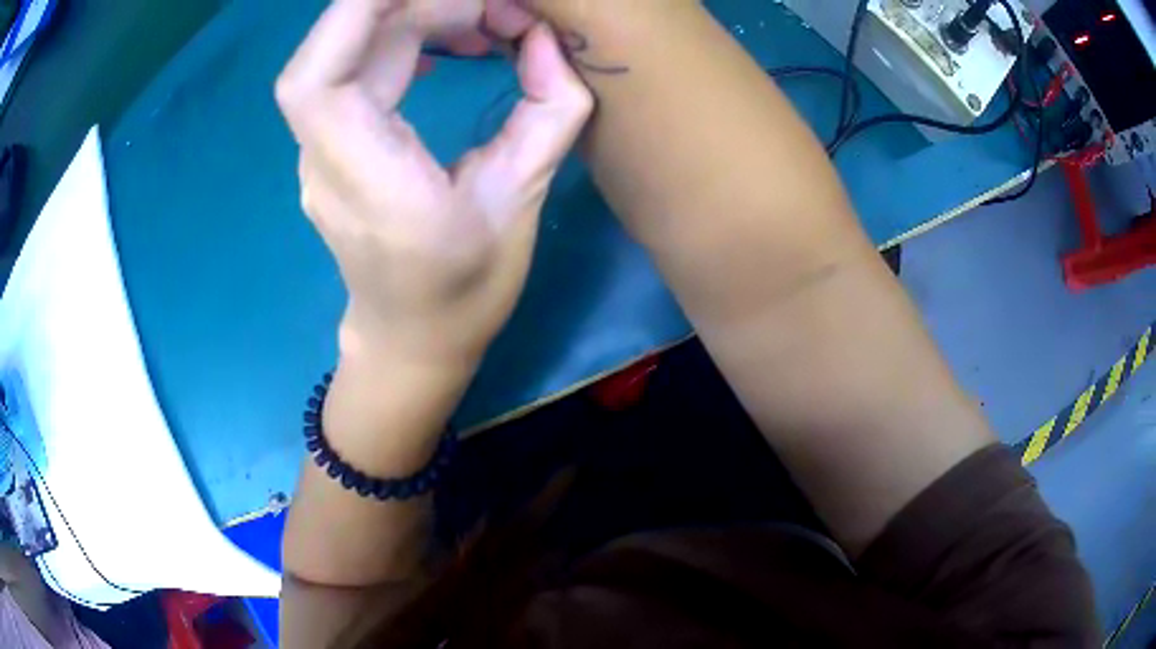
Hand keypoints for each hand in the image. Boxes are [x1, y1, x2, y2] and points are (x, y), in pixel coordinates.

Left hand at [276, 0, 592, 368]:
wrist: (409, 339)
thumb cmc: (465, 291)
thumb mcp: (521, 205)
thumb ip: (546, 115)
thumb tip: (545, 43)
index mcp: (370, 184)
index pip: (316, 81)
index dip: (353, 15)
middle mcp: (326, 160)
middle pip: (339, 49)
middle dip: (415, 5)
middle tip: (497, 14)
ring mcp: (320, 151)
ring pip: (347, 54)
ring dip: (412, 17)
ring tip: (485, 25)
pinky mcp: (332, 145)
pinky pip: (353, 72)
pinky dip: (398, 39)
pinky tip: (445, 44)